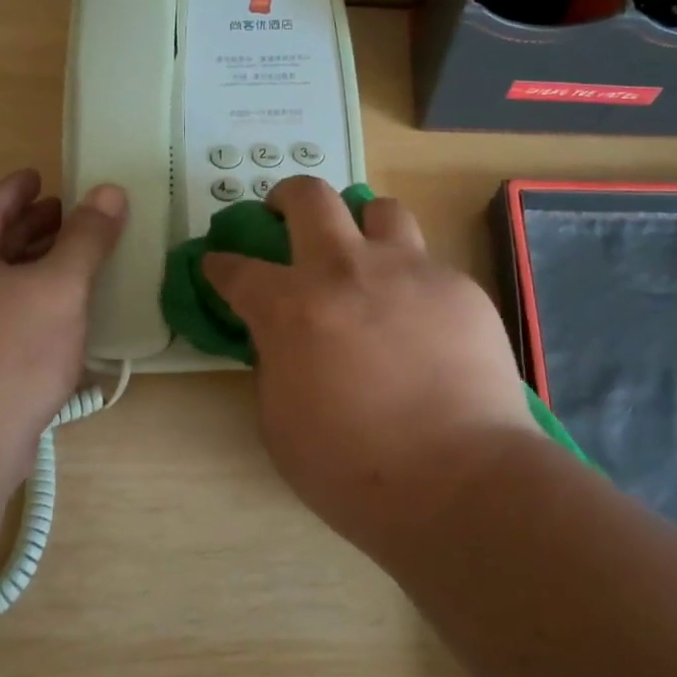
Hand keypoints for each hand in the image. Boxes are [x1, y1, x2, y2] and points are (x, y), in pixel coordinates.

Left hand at [0, 169, 124, 480]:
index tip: (42, 176)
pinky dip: (30, 301)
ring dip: (33, 265)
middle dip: (31, 227)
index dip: (18, 189)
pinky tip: (62, 311)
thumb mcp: (59, 285)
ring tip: (74, 257)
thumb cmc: (9, 351)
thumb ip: (87, 237)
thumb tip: (110, 191)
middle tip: (69, 214)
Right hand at [202, 177, 541, 553]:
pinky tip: (420, 319)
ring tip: (364, 254)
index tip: (217, 264)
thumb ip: (274, 364)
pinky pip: (427, 263)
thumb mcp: (280, 422)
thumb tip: (283, 338)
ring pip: (379, 209)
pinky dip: (410, 280)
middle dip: (286, 196)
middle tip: (285, 213)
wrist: (458, 481)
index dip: (220, 264)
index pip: (238, 269)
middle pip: (309, 196)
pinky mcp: (457, 286)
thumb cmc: (353, 468)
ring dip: (361, 225)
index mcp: (291, 307)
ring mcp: (408, 270)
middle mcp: (346, 269)